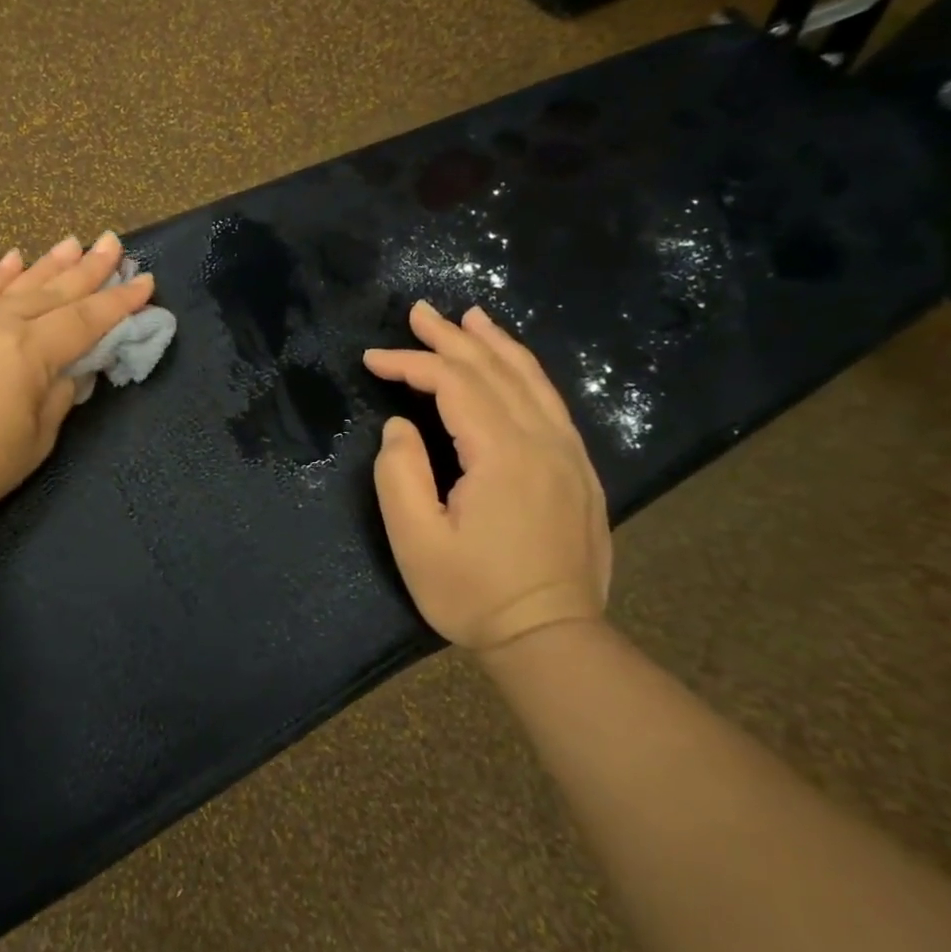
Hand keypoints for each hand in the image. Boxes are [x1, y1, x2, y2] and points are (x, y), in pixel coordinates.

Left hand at [0, 233, 154, 533]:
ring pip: (17, 285)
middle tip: (112, 242)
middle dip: (89, 268)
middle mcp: (0, 324)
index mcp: (31, 352)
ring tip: (74, 242)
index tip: (145, 280)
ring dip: (49, 263)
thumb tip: (70, 371)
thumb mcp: (38, 439)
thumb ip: (60, 396)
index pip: (86, 319)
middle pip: (55, 291)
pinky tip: (15, 257)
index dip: (119, 302)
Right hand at [363, 302, 611, 652]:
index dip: (410, 363)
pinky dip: (526, 372)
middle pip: (494, 370)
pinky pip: (551, 403)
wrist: (551, 638)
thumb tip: (402, 428)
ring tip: (469, 318)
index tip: (372, 360)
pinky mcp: (578, 472)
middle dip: (451, 338)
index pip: (453, 384)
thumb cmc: (473, 593)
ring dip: (495, 345)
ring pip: (531, 380)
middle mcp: (543, 441)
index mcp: (503, 454)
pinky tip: (513, 366)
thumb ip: (399, 473)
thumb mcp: (416, 540)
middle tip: (418, 312)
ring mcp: (568, 455)